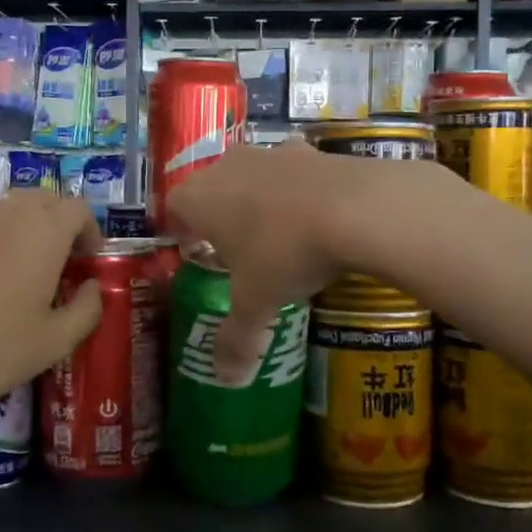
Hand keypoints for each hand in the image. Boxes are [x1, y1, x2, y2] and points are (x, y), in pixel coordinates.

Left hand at [0, 154, 102, 444]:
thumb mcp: (55, 342)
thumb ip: (87, 308)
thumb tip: (92, 287)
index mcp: (45, 235)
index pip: (79, 211)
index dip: (89, 233)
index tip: (85, 264)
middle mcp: (8, 213)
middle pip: (45, 201)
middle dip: (60, 224)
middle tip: (57, 264)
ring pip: (7, 200)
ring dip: (25, 217)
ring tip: (23, 251)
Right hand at [163, 140, 350, 382]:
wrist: (357, 207)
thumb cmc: (284, 253)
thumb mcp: (257, 302)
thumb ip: (237, 339)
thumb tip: (225, 380)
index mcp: (200, 197)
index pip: (174, 207)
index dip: (181, 231)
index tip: (195, 253)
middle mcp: (229, 166)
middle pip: (212, 188)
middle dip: (220, 217)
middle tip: (235, 251)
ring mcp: (273, 153)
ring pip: (253, 177)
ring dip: (259, 201)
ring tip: (278, 237)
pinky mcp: (313, 151)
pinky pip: (294, 173)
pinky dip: (298, 193)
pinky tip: (318, 220)